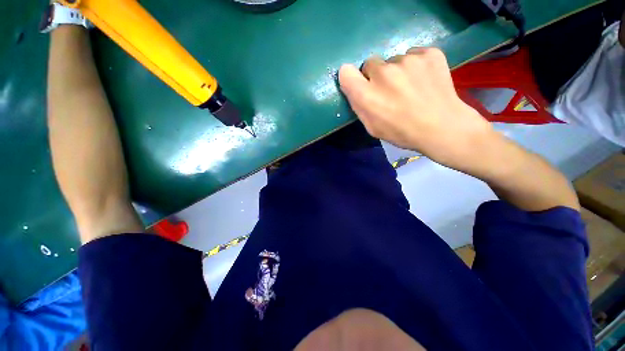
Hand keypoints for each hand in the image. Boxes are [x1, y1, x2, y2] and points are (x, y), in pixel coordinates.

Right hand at [338, 47, 496, 172]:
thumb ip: (359, 106)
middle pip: (370, 63)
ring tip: (410, 88)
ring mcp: (408, 60)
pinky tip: (423, 80)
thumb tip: (355, 88)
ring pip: (393, 59)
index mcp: (367, 95)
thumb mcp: (372, 127)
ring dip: (397, 71)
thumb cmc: (402, 132)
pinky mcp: (429, 53)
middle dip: (375, 76)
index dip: (351, 78)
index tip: (359, 84)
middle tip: (389, 90)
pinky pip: (413, 54)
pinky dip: (415, 66)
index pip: (346, 72)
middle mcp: (384, 73)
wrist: (442, 127)